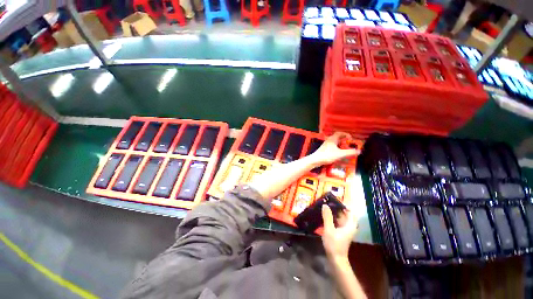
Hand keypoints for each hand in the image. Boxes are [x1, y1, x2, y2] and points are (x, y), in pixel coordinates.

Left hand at [311, 132, 359, 165]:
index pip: (339, 133)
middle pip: (337, 138)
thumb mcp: (340, 154)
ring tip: (344, 151)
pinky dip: (336, 150)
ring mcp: (326, 145)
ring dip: (340, 146)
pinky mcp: (324, 150)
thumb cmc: (327, 155)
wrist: (315, 160)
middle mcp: (329, 141)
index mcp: (332, 139)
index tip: (350, 139)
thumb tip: (359, 151)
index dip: (346, 134)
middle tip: (348, 145)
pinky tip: (338, 155)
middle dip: (344, 141)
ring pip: (334, 143)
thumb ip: (350, 152)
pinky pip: (332, 148)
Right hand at [321, 204, 357, 259]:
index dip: (344, 205)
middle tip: (328, 201)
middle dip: (338, 207)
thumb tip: (325, 205)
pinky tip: (326, 215)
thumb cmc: (334, 244)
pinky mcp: (341, 232)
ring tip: (326, 206)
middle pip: (346, 214)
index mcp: (349, 225)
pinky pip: (338, 221)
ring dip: (335, 212)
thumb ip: (327, 217)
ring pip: (341, 217)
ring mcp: (345, 229)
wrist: (336, 259)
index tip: (335, 200)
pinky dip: (333, 217)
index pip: (351, 212)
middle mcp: (349, 226)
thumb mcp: (329, 229)